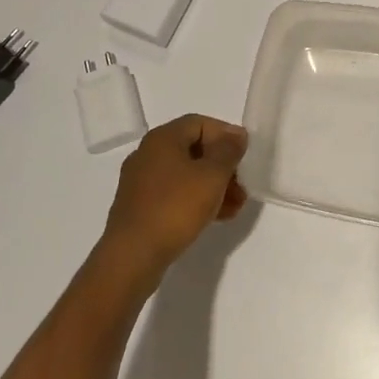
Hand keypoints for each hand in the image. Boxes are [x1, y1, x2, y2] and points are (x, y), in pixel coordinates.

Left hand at [99, 114, 248, 278]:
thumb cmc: (175, 207)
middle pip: (193, 150)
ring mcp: (141, 182)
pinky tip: (215, 218)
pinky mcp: (140, 207)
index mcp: (162, 139)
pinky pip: (174, 194)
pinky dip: (196, 200)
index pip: (199, 123)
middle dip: (222, 166)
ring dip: (213, 186)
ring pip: (185, 175)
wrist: (133, 255)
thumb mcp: (212, 176)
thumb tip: (236, 135)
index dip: (225, 134)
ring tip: (235, 207)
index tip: (245, 154)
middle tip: (242, 185)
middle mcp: (148, 154)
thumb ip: (228, 151)